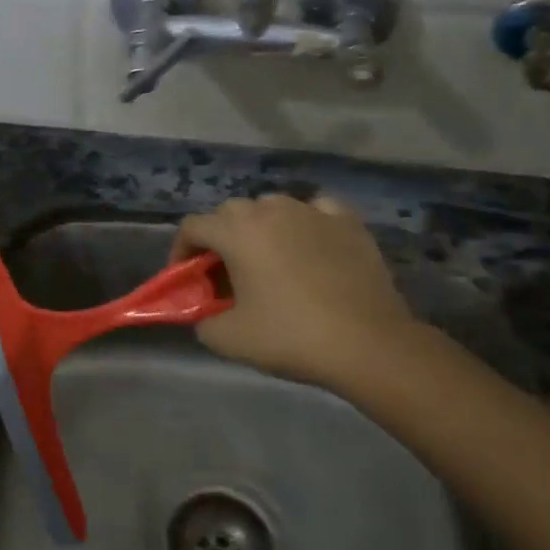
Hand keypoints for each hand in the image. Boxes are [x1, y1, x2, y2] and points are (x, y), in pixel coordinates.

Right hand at [170, 194, 420, 390]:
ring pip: (272, 206)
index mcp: (238, 232)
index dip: (181, 251)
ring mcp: (312, 211)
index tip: (186, 278)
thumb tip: (205, 312)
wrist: (368, 343)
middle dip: (219, 237)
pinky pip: (315, 210)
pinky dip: (304, 222)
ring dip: (260, 227)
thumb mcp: (229, 339)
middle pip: (230, 212)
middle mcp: (271, 210)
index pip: (193, 226)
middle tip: (224, 273)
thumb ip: (203, 320)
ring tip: (267, 258)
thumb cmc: (291, 337)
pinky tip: (309, 243)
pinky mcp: (348, 221)